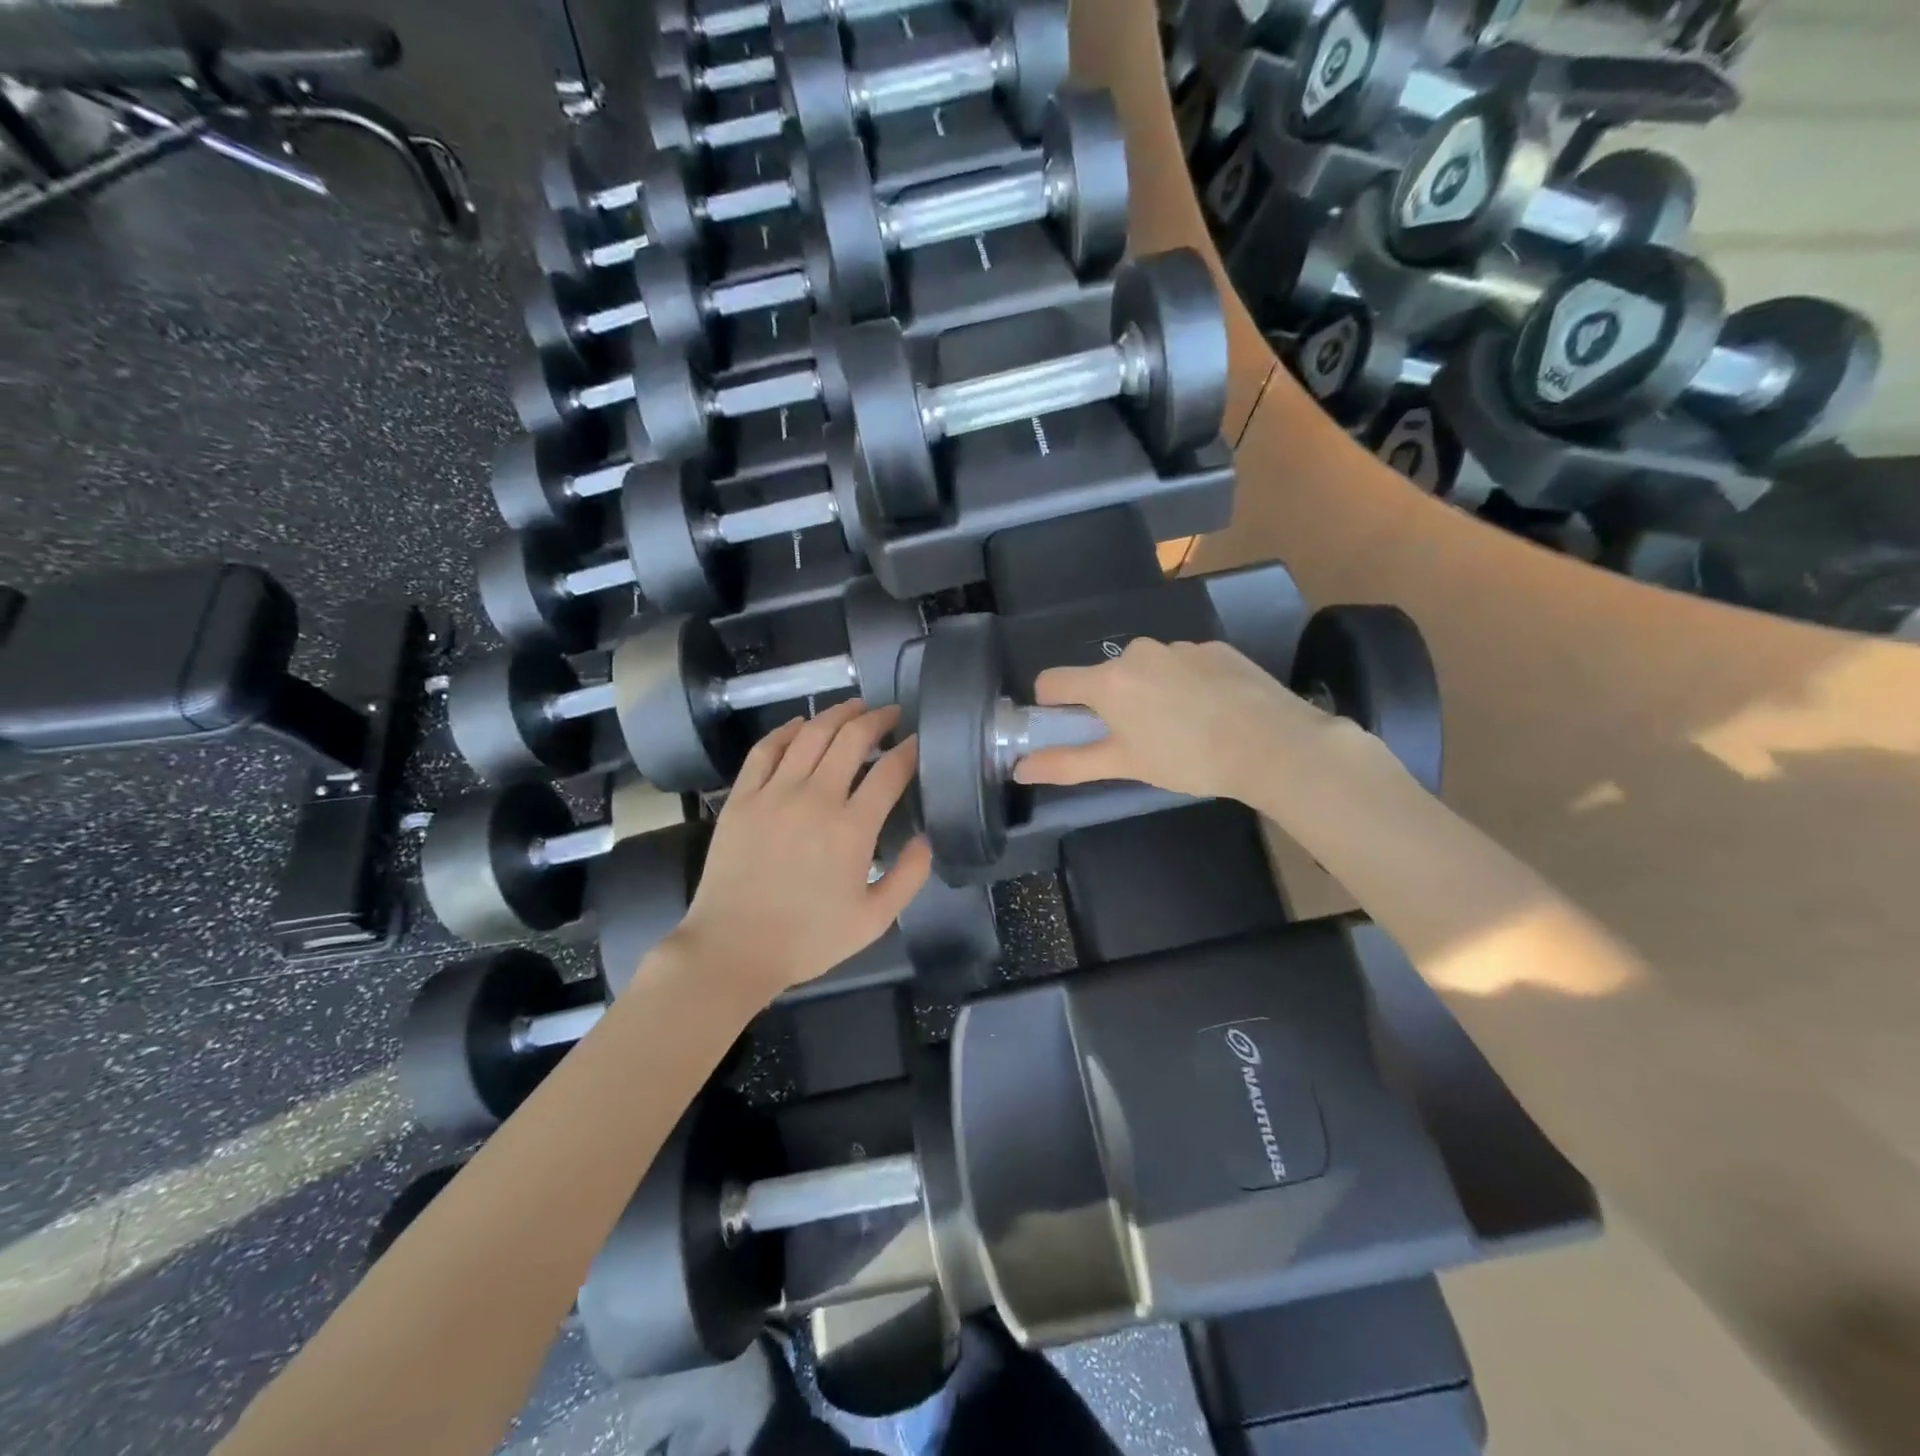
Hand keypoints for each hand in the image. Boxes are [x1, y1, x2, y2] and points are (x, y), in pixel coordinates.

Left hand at [674, 701, 931, 998]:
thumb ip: (909, 877)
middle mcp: (815, 798)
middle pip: (851, 739)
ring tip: (854, 706)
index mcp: (852, 828)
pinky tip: (800, 724)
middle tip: (891, 714)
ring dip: (837, 714)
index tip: (918, 741)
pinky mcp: (742, 797)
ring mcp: (774, 793)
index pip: (890, 771)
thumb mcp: (874, 920)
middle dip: (877, 719)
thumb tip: (926, 839)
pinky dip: (786, 730)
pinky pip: (766, 750)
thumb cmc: (808, 939)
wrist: (733, 949)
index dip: (910, 750)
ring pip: (810, 734)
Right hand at [1013, 638, 1346, 803]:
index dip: (1052, 705)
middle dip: (1111, 703)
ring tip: (1182, 728)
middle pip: (1104, 676)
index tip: (1071, 728)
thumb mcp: (1124, 765)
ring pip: (1147, 669)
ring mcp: (1179, 646)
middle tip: (1138, 739)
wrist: (1272, 743)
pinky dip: (1186, 685)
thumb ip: (1068, 764)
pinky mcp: (1215, 648)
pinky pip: (1184, 664)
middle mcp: (1137, 652)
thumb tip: (1020, 770)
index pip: (1053, 681)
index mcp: (1107, 680)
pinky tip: (1211, 712)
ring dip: (1150, 693)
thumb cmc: (1186, 758)